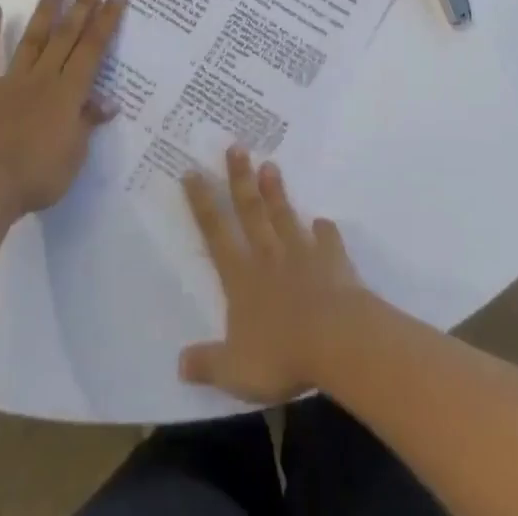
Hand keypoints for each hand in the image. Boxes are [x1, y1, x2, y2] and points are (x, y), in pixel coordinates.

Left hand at [0, 0, 123, 219]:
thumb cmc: (38, 177)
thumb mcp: (75, 155)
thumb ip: (88, 123)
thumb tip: (108, 102)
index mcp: (69, 92)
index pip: (93, 48)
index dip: (107, 20)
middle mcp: (44, 77)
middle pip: (67, 35)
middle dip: (83, 6)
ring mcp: (12, 80)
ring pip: (34, 38)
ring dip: (46, 10)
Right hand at [179, 148, 367, 402]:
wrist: (338, 340)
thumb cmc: (281, 355)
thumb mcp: (234, 370)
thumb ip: (207, 363)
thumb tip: (180, 363)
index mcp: (242, 277)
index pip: (216, 233)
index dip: (202, 203)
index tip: (193, 171)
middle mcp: (269, 256)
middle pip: (251, 211)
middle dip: (240, 179)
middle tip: (237, 146)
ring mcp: (303, 254)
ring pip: (285, 216)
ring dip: (277, 192)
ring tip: (270, 165)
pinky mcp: (333, 260)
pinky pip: (328, 240)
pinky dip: (325, 230)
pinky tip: (323, 222)